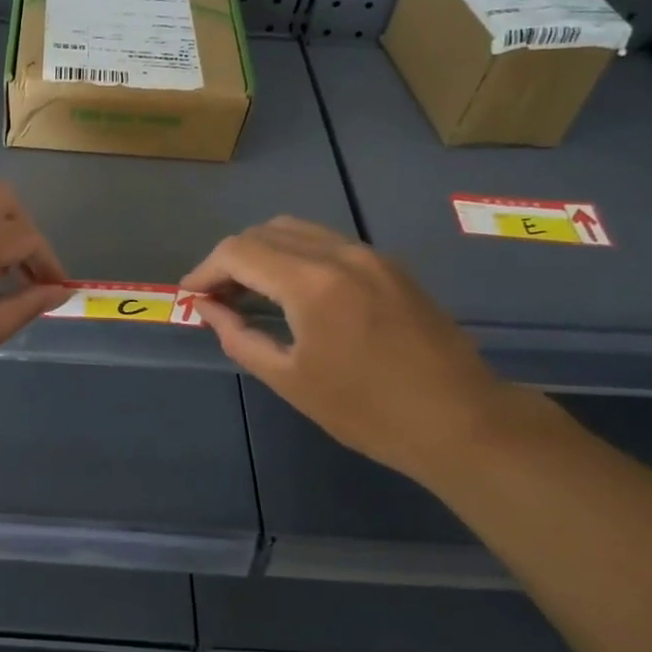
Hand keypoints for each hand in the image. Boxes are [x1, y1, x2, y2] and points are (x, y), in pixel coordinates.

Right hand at [181, 218, 523, 482]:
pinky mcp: (389, 267)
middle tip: (217, 298)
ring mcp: (370, 256)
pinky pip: (327, 243)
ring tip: (249, 292)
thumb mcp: (289, 380)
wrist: (460, 421)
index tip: (191, 298)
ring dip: (263, 253)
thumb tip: (207, 310)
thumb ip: (239, 337)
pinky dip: (295, 255)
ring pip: (297, 230)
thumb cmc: (367, 410)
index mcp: (312, 283)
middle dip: (230, 260)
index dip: (205, 270)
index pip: (239, 252)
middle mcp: (340, 254)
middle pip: (265, 232)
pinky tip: (292, 292)